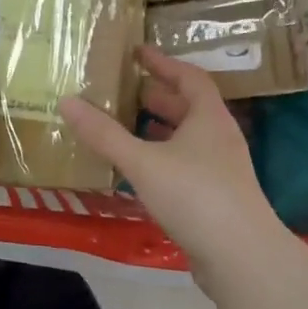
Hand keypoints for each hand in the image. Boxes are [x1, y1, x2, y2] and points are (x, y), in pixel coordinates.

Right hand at [60, 47, 293, 286]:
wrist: (241, 256)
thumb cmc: (194, 196)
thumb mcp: (142, 161)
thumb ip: (104, 134)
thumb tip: (67, 101)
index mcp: (209, 119)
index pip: (189, 78)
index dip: (163, 63)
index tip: (138, 52)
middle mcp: (219, 138)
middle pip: (189, 108)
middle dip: (158, 97)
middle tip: (125, 91)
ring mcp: (221, 170)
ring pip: (187, 139)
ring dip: (159, 130)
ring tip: (126, 127)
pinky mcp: (216, 198)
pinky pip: (185, 166)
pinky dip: (162, 159)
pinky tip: (139, 172)